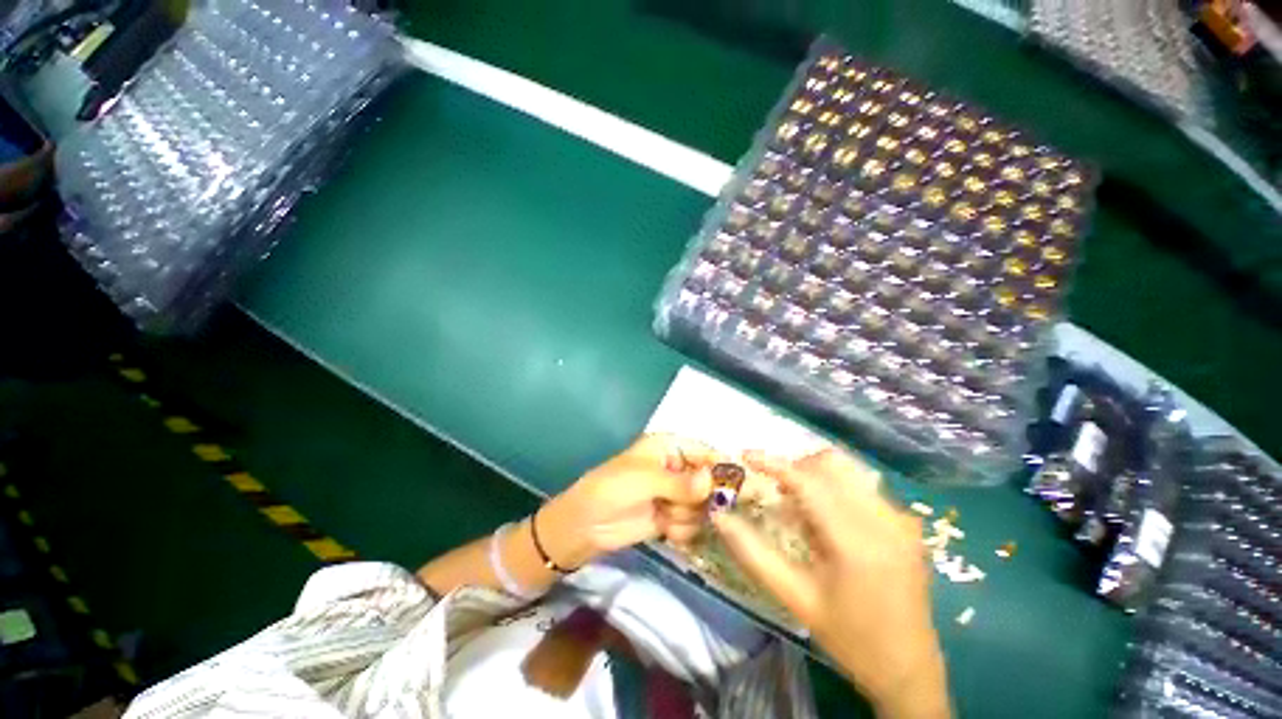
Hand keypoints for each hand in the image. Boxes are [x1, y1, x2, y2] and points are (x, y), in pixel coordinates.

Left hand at [538, 434, 720, 568]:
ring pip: (702, 506)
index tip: (736, 486)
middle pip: (708, 481)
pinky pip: (691, 524)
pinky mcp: (670, 517)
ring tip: (665, 515)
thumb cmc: (612, 489)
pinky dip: (681, 529)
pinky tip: (665, 529)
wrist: (585, 525)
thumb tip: (713, 481)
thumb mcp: (645, 479)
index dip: (719, 466)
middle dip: (703, 497)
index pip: (703, 451)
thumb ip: (681, 482)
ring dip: (687, 514)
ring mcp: (673, 495)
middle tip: (693, 506)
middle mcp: (675, 468)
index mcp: (668, 447)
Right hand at [712, 449, 950, 718]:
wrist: (909, 669)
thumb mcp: (794, 597)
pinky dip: (835, 488)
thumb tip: (719, 516)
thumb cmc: (848, 638)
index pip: (809, 483)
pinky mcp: (908, 523)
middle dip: (796, 467)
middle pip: (831, 465)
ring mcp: (902, 520)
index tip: (746, 456)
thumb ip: (753, 553)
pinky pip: (863, 486)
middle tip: (775, 489)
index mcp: (857, 544)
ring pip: (848, 470)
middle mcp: (885, 521)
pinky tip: (827, 517)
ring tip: (798, 503)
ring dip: (815, 475)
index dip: (774, 464)